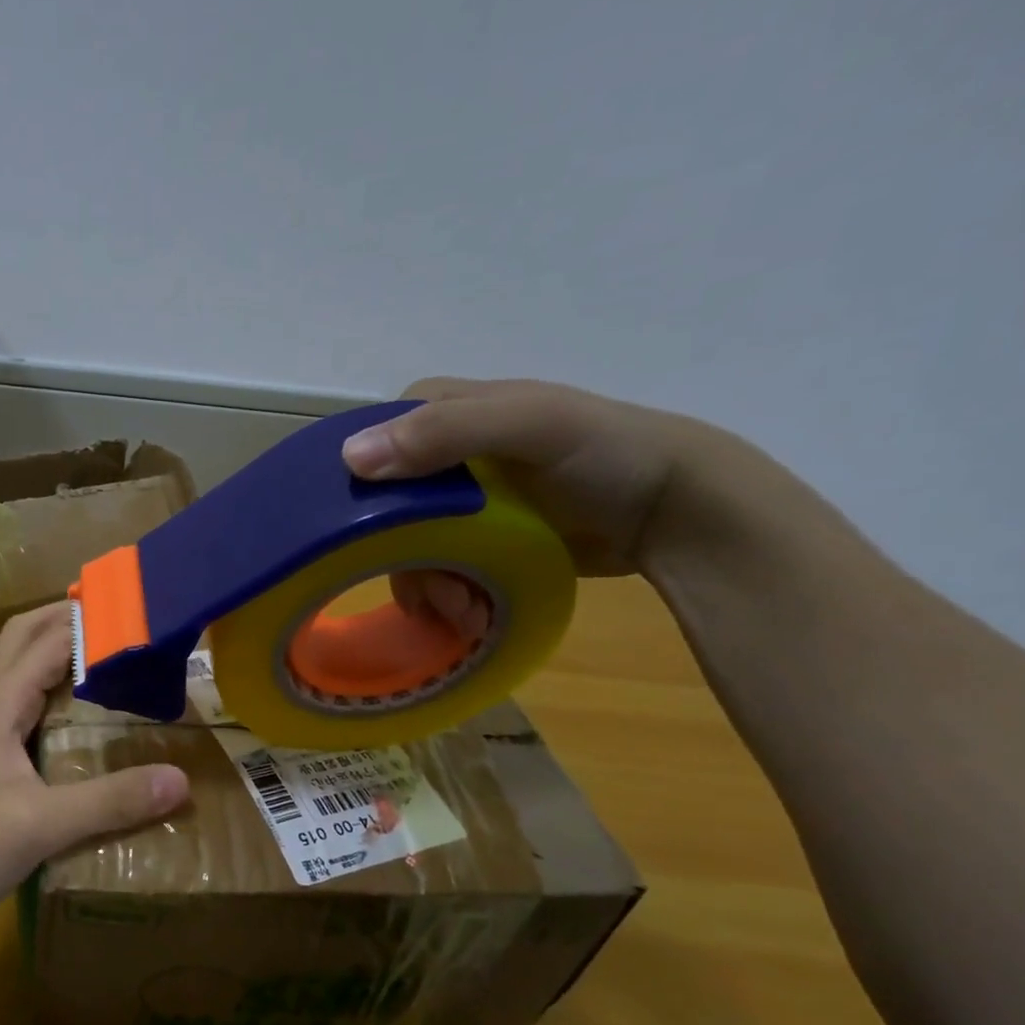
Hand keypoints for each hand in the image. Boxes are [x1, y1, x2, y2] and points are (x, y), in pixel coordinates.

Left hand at [0, 603, 189, 930]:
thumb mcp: (43, 825)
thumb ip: (111, 802)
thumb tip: (180, 780)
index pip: (46, 642)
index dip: (87, 621)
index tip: (134, 611)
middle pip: (18, 640)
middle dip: (59, 618)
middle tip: (110, 616)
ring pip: (8, 668)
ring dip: (43, 648)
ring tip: (89, 652)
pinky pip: (8, 702)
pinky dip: (36, 686)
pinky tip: (57, 713)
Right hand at [340, 377, 753, 578]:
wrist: (674, 511)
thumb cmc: (606, 454)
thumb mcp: (531, 427)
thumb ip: (446, 432)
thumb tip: (350, 460)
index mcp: (445, 411)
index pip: (373, 445)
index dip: (365, 489)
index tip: (373, 534)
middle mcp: (442, 455)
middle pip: (385, 509)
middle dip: (403, 556)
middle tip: (437, 594)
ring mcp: (460, 502)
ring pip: (407, 547)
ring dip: (428, 585)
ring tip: (465, 613)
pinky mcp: (475, 540)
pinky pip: (434, 568)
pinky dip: (445, 595)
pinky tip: (470, 612)